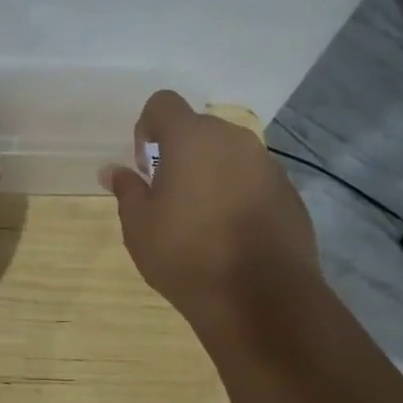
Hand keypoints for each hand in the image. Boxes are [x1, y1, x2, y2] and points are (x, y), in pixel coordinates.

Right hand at [101, 91, 319, 337]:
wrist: (262, 299)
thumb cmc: (187, 255)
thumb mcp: (139, 226)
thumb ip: (127, 190)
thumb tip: (113, 170)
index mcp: (192, 139)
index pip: (163, 103)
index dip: (147, 127)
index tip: (145, 165)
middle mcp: (233, 140)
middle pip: (198, 128)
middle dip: (179, 152)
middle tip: (169, 195)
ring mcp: (267, 165)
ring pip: (228, 154)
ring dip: (211, 173)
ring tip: (201, 219)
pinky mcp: (289, 192)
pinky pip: (253, 179)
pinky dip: (238, 194)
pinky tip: (231, 235)